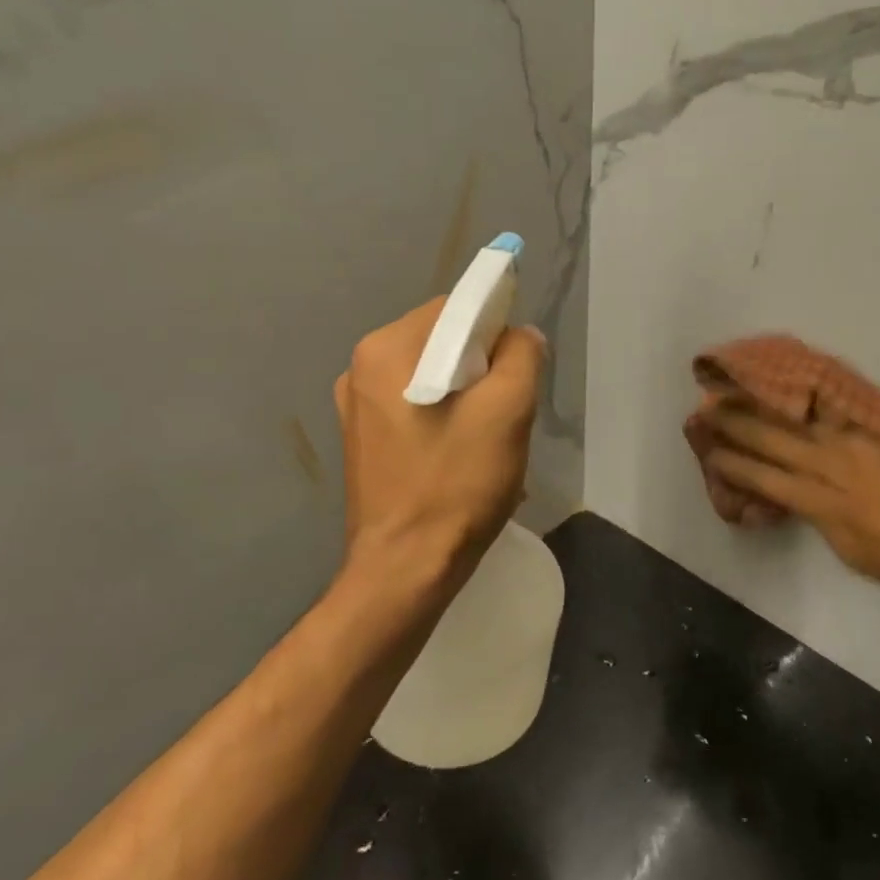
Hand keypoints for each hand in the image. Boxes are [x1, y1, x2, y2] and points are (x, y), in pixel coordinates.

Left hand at [333, 299, 544, 601]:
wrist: (405, 571)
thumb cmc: (455, 484)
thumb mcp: (508, 410)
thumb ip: (522, 354)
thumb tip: (519, 335)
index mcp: (386, 349)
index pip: (455, 308)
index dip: (495, 330)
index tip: (515, 373)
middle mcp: (361, 368)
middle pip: (443, 341)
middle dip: (483, 368)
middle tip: (505, 413)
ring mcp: (357, 407)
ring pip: (434, 376)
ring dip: (468, 397)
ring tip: (487, 440)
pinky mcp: (364, 441)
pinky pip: (417, 407)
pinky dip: (446, 419)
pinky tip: (461, 457)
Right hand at [705, 404, 879, 620]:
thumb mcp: (856, 555)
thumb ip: (828, 520)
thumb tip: (811, 500)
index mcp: (822, 504)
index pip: (764, 478)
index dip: (733, 465)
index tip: (711, 452)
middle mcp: (835, 466)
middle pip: (775, 439)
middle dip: (737, 424)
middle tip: (709, 408)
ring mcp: (865, 442)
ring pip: (807, 415)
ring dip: (771, 400)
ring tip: (745, 383)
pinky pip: (851, 405)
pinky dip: (823, 393)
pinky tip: (804, 376)